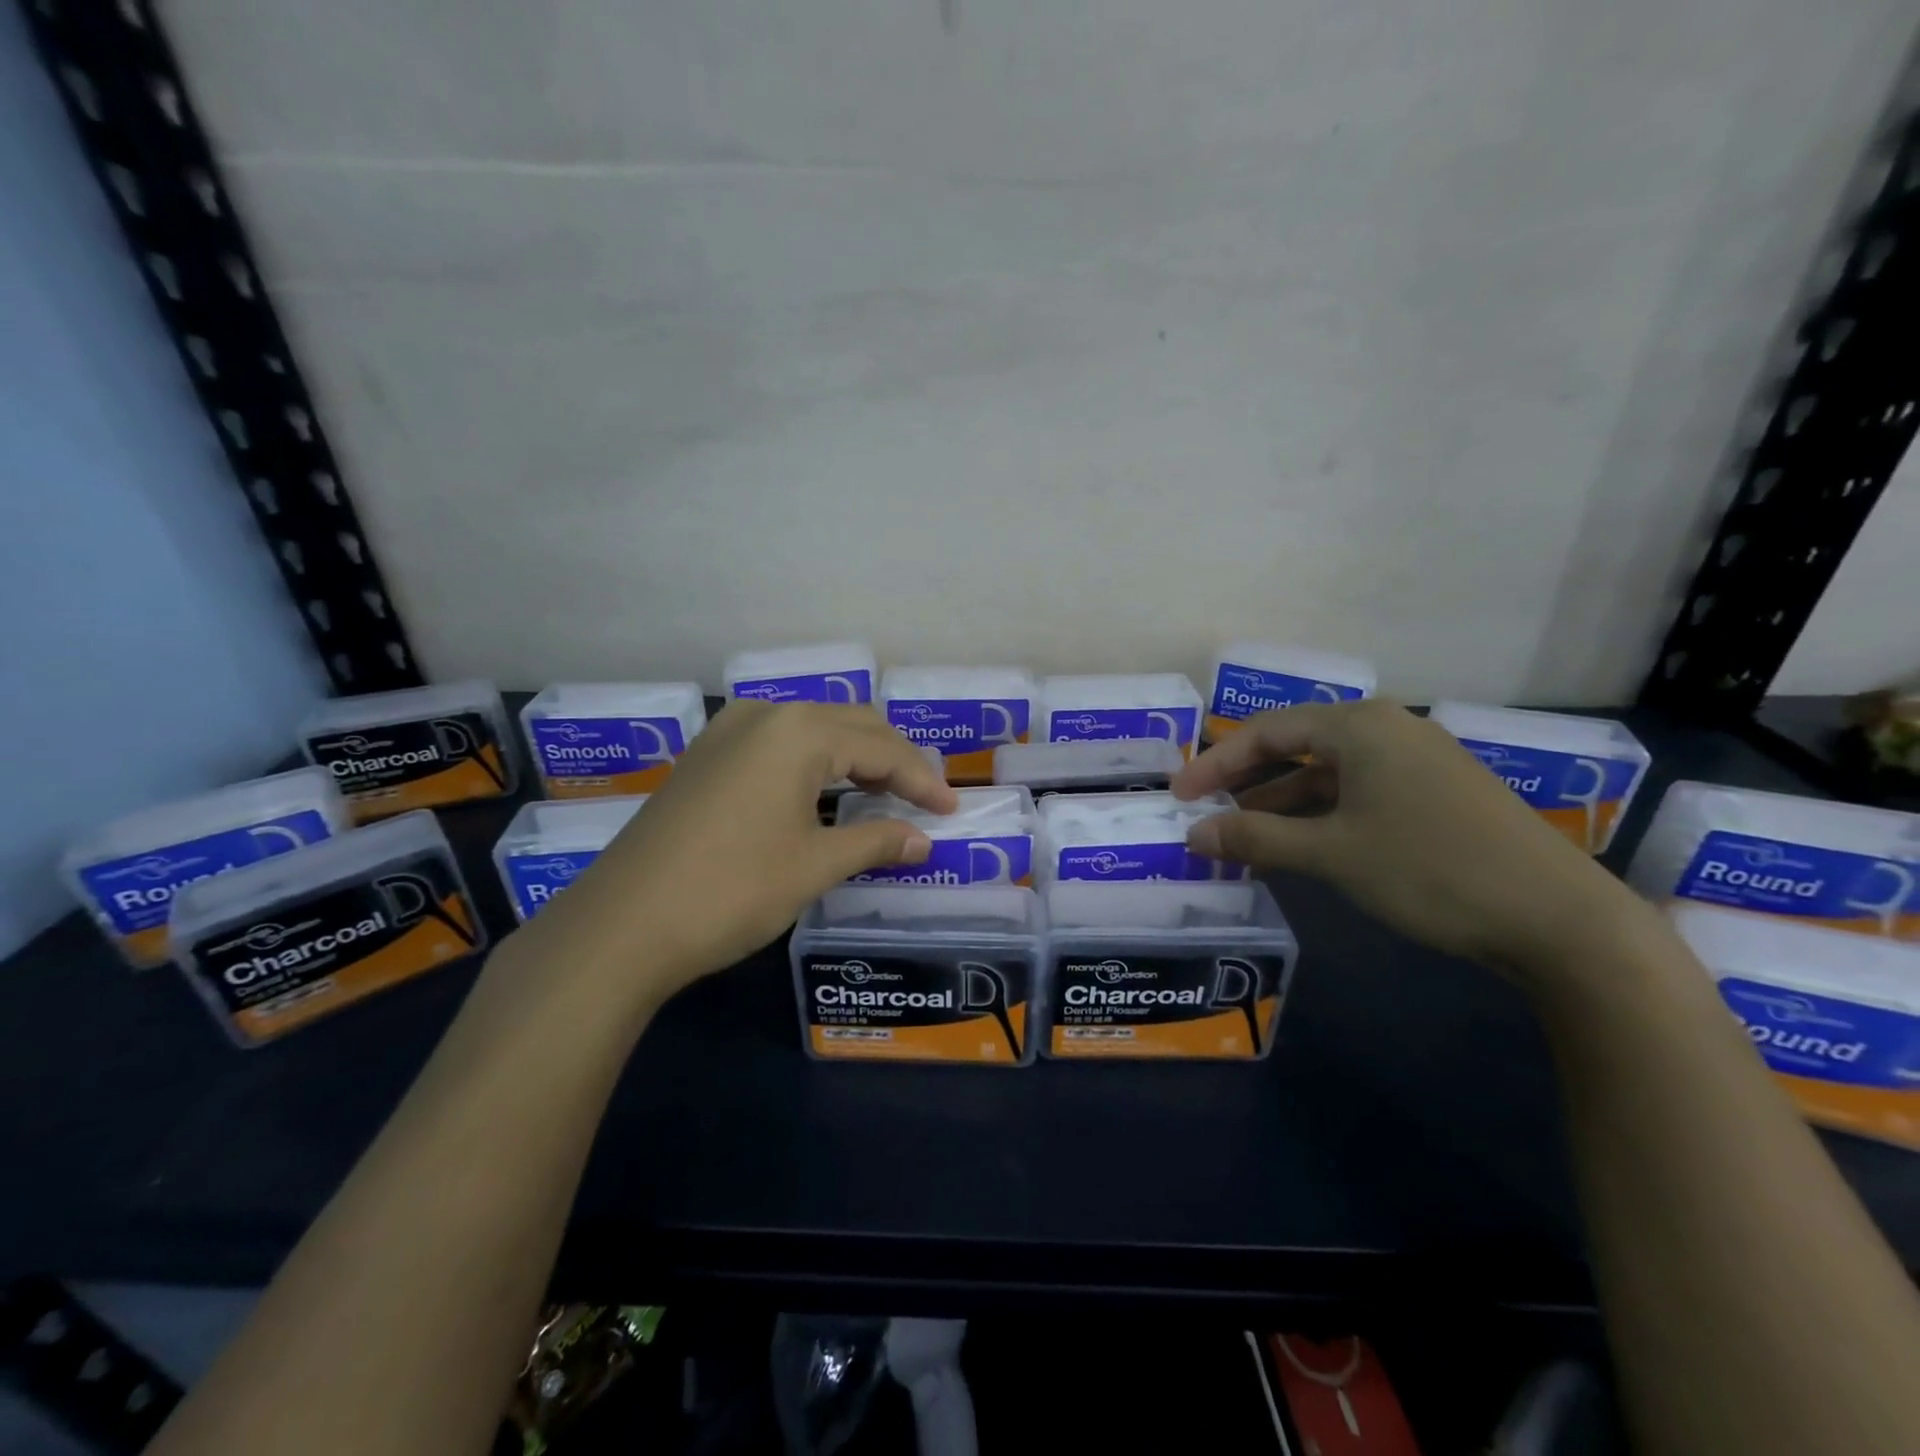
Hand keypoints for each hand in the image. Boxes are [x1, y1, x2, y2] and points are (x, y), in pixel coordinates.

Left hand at [508, 701, 956, 1008]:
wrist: (621, 925)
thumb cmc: (732, 889)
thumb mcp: (815, 865)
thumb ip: (876, 841)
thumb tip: (924, 840)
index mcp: (798, 731)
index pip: (881, 748)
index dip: (922, 780)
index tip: (952, 810)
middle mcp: (765, 714)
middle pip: (850, 725)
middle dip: (893, 759)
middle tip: (923, 798)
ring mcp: (728, 731)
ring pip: (812, 730)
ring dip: (853, 757)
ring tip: (883, 792)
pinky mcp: (706, 756)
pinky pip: (778, 744)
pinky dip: (814, 762)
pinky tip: (824, 791)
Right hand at [1171, 700, 1651, 979]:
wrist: (1559, 920)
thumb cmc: (1430, 869)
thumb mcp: (1332, 854)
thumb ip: (1255, 837)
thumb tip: (1192, 834)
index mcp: (1360, 726)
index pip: (1267, 733)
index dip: (1215, 763)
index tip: (1178, 795)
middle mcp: (1388, 730)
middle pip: (1296, 748)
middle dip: (1246, 783)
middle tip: (1205, 814)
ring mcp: (1417, 761)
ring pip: (1328, 775)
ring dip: (1282, 805)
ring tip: (1243, 839)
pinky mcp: (1436, 794)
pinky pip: (1358, 793)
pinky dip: (1321, 816)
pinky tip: (1299, 847)